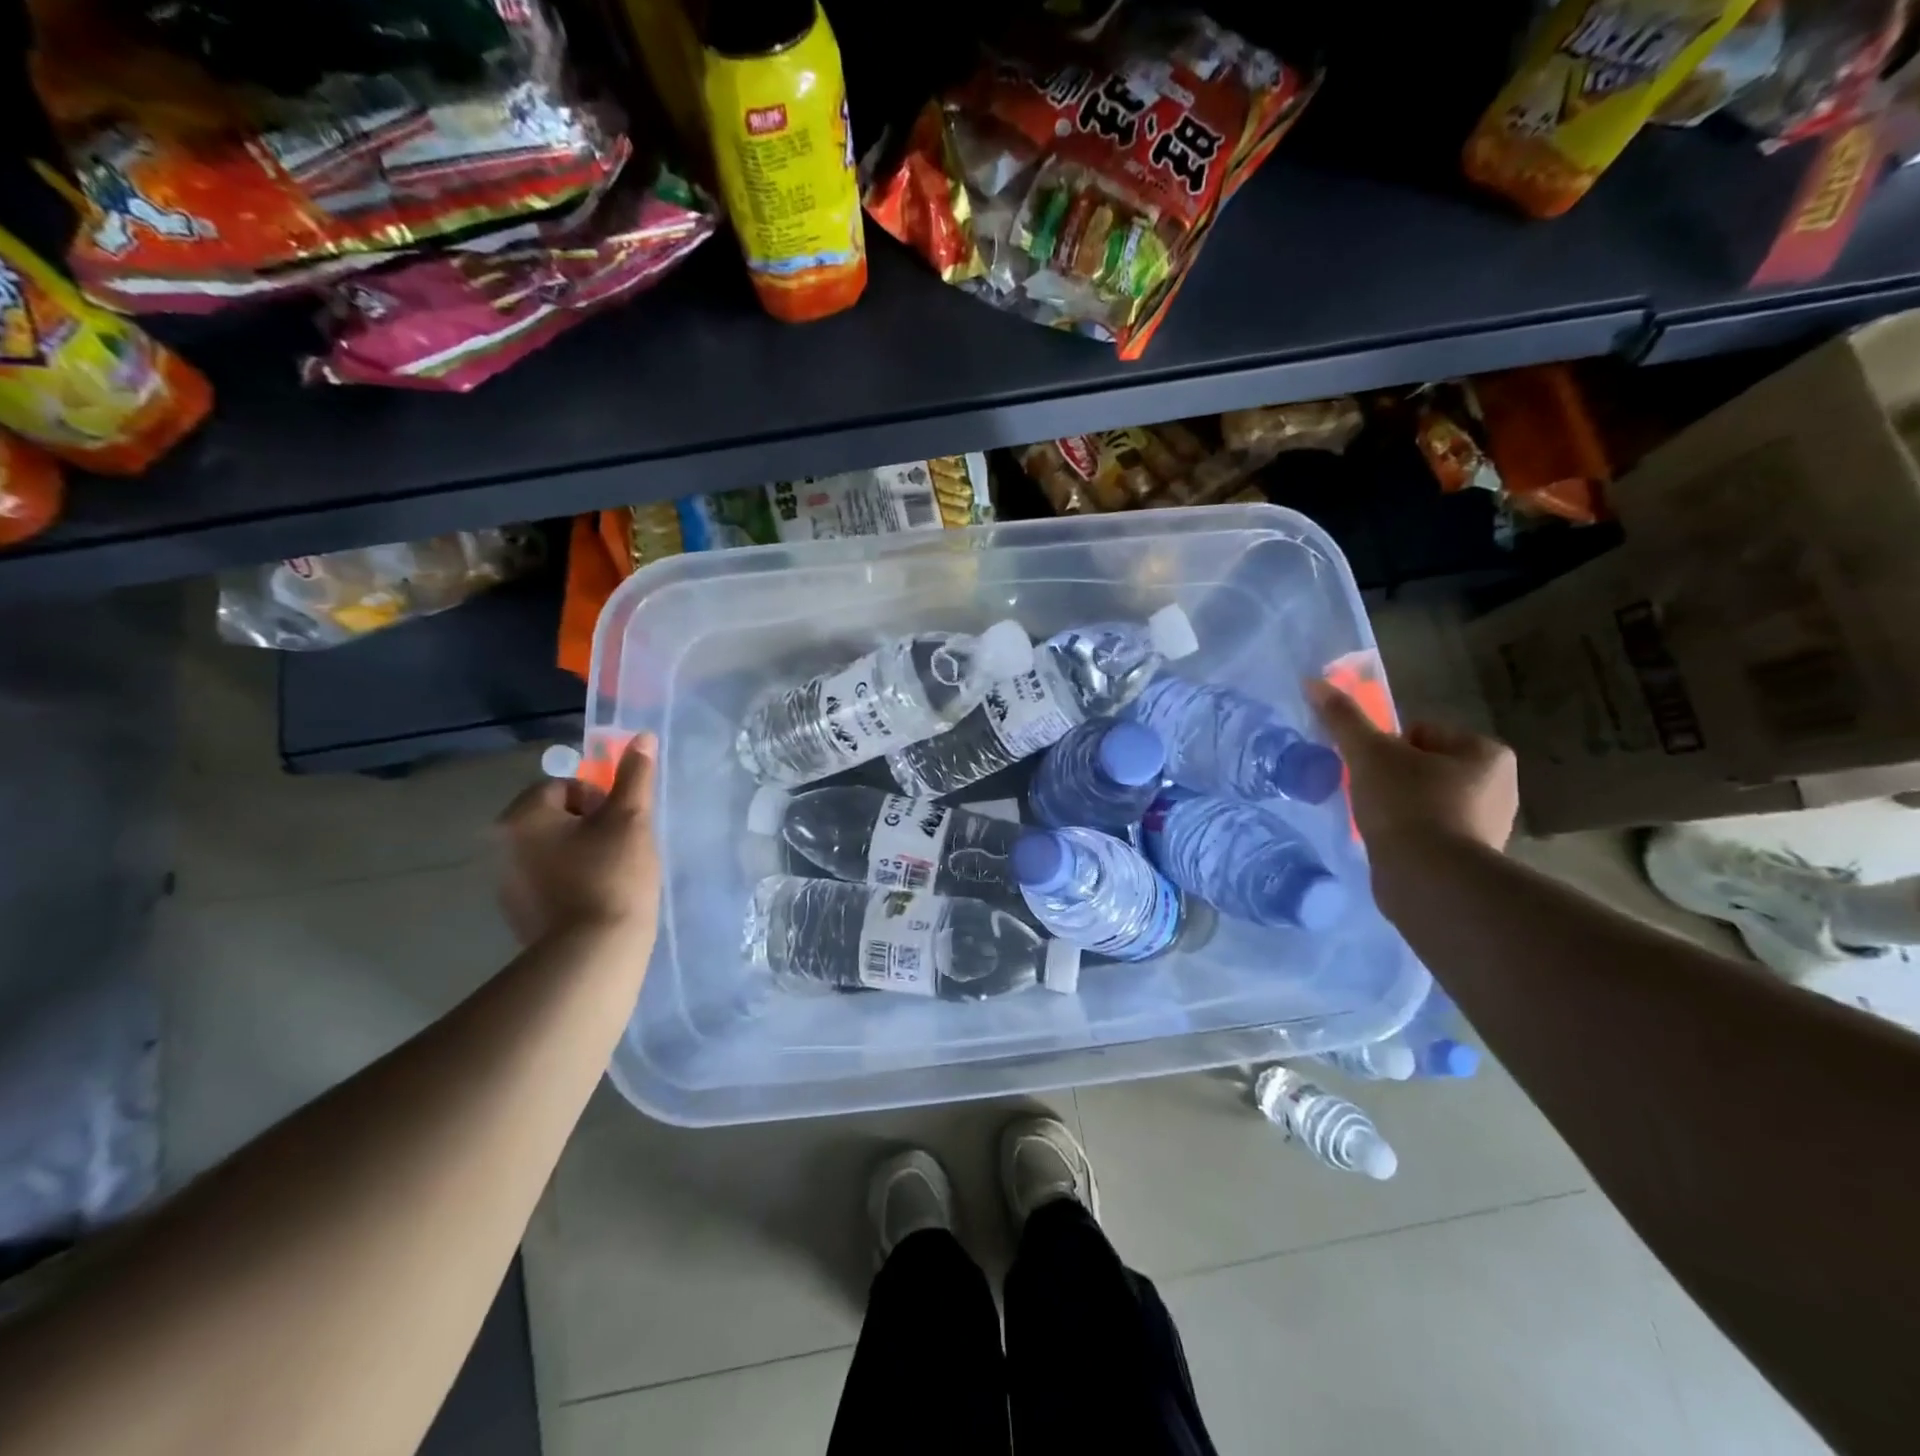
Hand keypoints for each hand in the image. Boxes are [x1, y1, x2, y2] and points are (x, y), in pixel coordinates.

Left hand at [496, 736, 660, 947]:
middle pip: (555, 817)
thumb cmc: (612, 875)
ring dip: (580, 853)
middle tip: (622, 847)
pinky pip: (549, 881)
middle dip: (590, 826)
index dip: (599, 799)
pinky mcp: (518, 914)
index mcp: (522, 817)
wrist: (595, 953)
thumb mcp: (631, 819)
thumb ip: (634, 776)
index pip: (563, 786)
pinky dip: (571, 882)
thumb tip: (641, 736)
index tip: (621, 823)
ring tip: (613, 875)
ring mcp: (506, 885)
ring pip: (553, 850)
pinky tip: (598, 898)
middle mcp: (502, 847)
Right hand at [1308, 681, 1517, 854]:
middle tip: (1368, 796)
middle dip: (1392, 778)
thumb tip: (1314, 681)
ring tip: (1376, 822)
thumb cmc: (1407, 806)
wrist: (1430, 881)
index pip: (1421, 732)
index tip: (1369, 769)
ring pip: (1424, 799)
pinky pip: (1429, 831)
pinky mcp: (1471, 858)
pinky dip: (1407, 834)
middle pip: (1422, 765)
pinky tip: (1389, 845)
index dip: (1386, 747)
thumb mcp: (1368, 754)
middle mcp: (1499, 786)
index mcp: (1485, 753)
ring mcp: (1488, 825)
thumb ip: (1343, 718)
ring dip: (1397, 807)